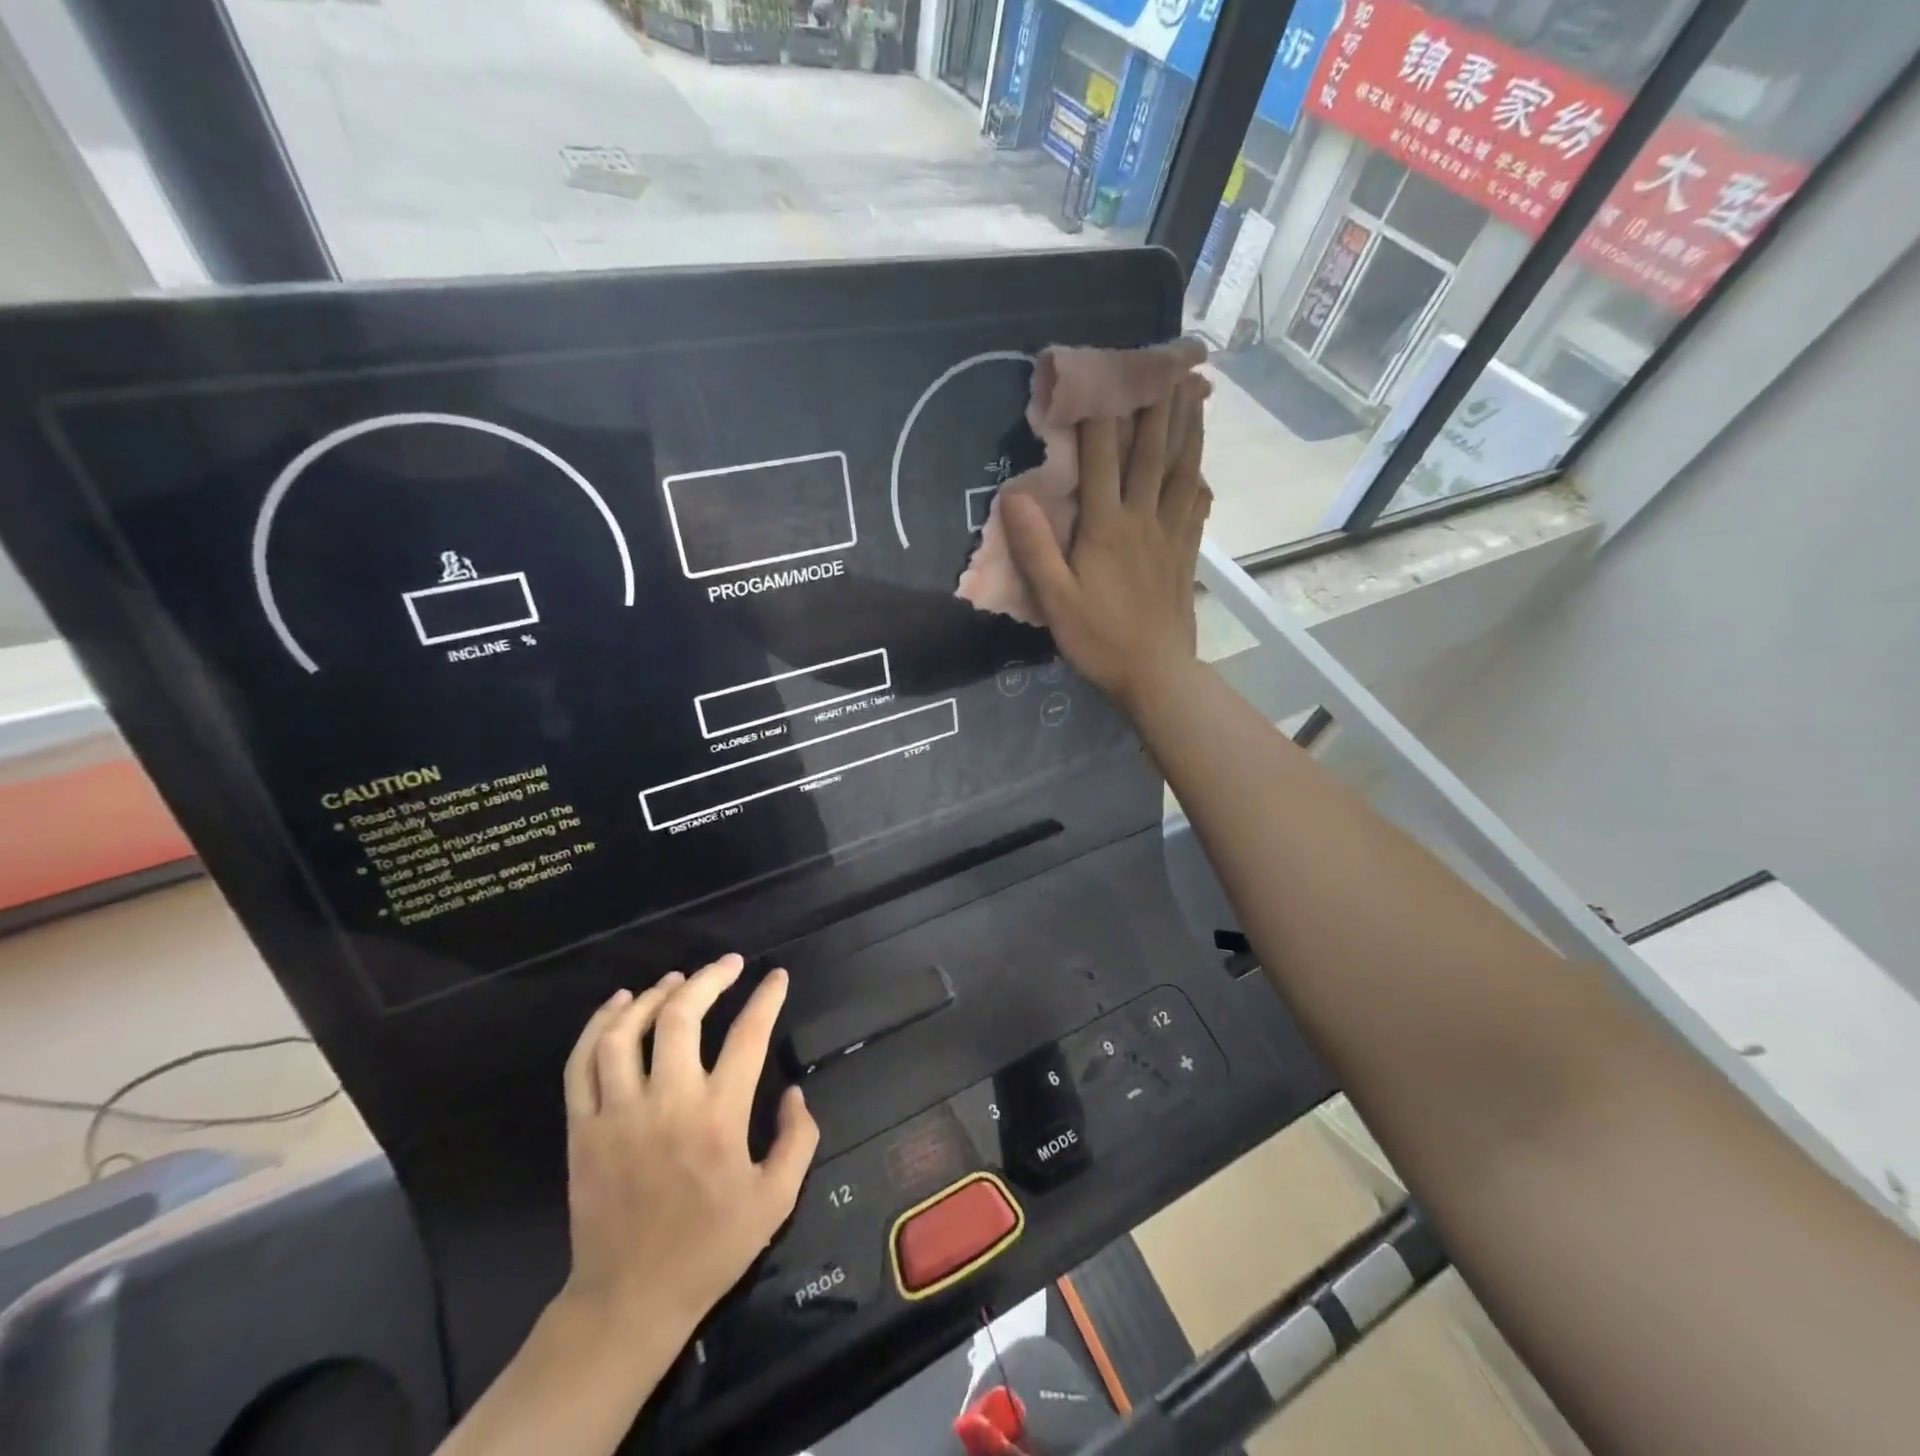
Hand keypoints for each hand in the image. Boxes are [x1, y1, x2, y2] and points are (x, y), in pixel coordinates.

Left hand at [559, 954, 819, 1336]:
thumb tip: (795, 1091)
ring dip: (654, 996)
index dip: (766, 998)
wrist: (630, 1299)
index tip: (776, 976)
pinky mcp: (582, 1129)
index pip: (747, 1037)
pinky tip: (619, 1005)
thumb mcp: (776, 1200)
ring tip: (675, 980)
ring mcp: (617, 1114)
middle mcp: (667, 1104)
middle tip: (727, 964)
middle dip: (709, 978)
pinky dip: (599, 1025)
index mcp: (718, 1119)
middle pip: (682, 1018)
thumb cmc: (710, 1248)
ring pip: (627, 1033)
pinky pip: (582, 1063)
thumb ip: (798, 1139)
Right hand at [1002, 378, 1210, 715]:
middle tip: (1165, 361)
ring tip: (1195, 394)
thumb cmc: (1098, 638)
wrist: (1155, 674)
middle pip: (1151, 453)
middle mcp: (1142, 520)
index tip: (1100, 371)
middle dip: (1155, 405)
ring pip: (1182, 472)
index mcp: (1106, 527)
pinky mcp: (1185, 556)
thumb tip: (1014, 496)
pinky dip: (1199, 481)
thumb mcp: (1055, 599)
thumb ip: (1035, 548)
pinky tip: (1202, 470)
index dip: (1100, 413)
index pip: (1101, 459)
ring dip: (1187, 430)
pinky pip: (1196, 508)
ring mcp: (1170, 536)